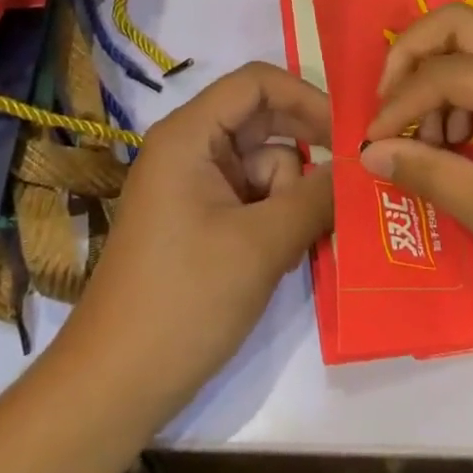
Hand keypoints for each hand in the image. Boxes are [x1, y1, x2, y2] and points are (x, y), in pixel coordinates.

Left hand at [71, 62, 331, 413]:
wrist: (112, 389)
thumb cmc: (183, 302)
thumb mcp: (262, 246)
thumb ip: (317, 197)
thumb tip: (360, 165)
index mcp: (189, 134)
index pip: (257, 83)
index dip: (306, 97)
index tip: (348, 132)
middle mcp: (189, 147)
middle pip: (263, 122)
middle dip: (304, 153)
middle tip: (347, 183)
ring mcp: (193, 184)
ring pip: (264, 165)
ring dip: (291, 197)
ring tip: (294, 248)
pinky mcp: (199, 219)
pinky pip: (252, 197)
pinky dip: (276, 218)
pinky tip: (281, 259)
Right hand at [359, 5, 472, 329]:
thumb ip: (426, 171)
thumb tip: (368, 152)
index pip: (446, 72)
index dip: (400, 104)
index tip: (373, 141)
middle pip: (457, 24)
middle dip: (412, 57)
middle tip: (390, 105)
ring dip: (438, 78)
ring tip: (431, 139)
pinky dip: (462, 93)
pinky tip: (459, 140)